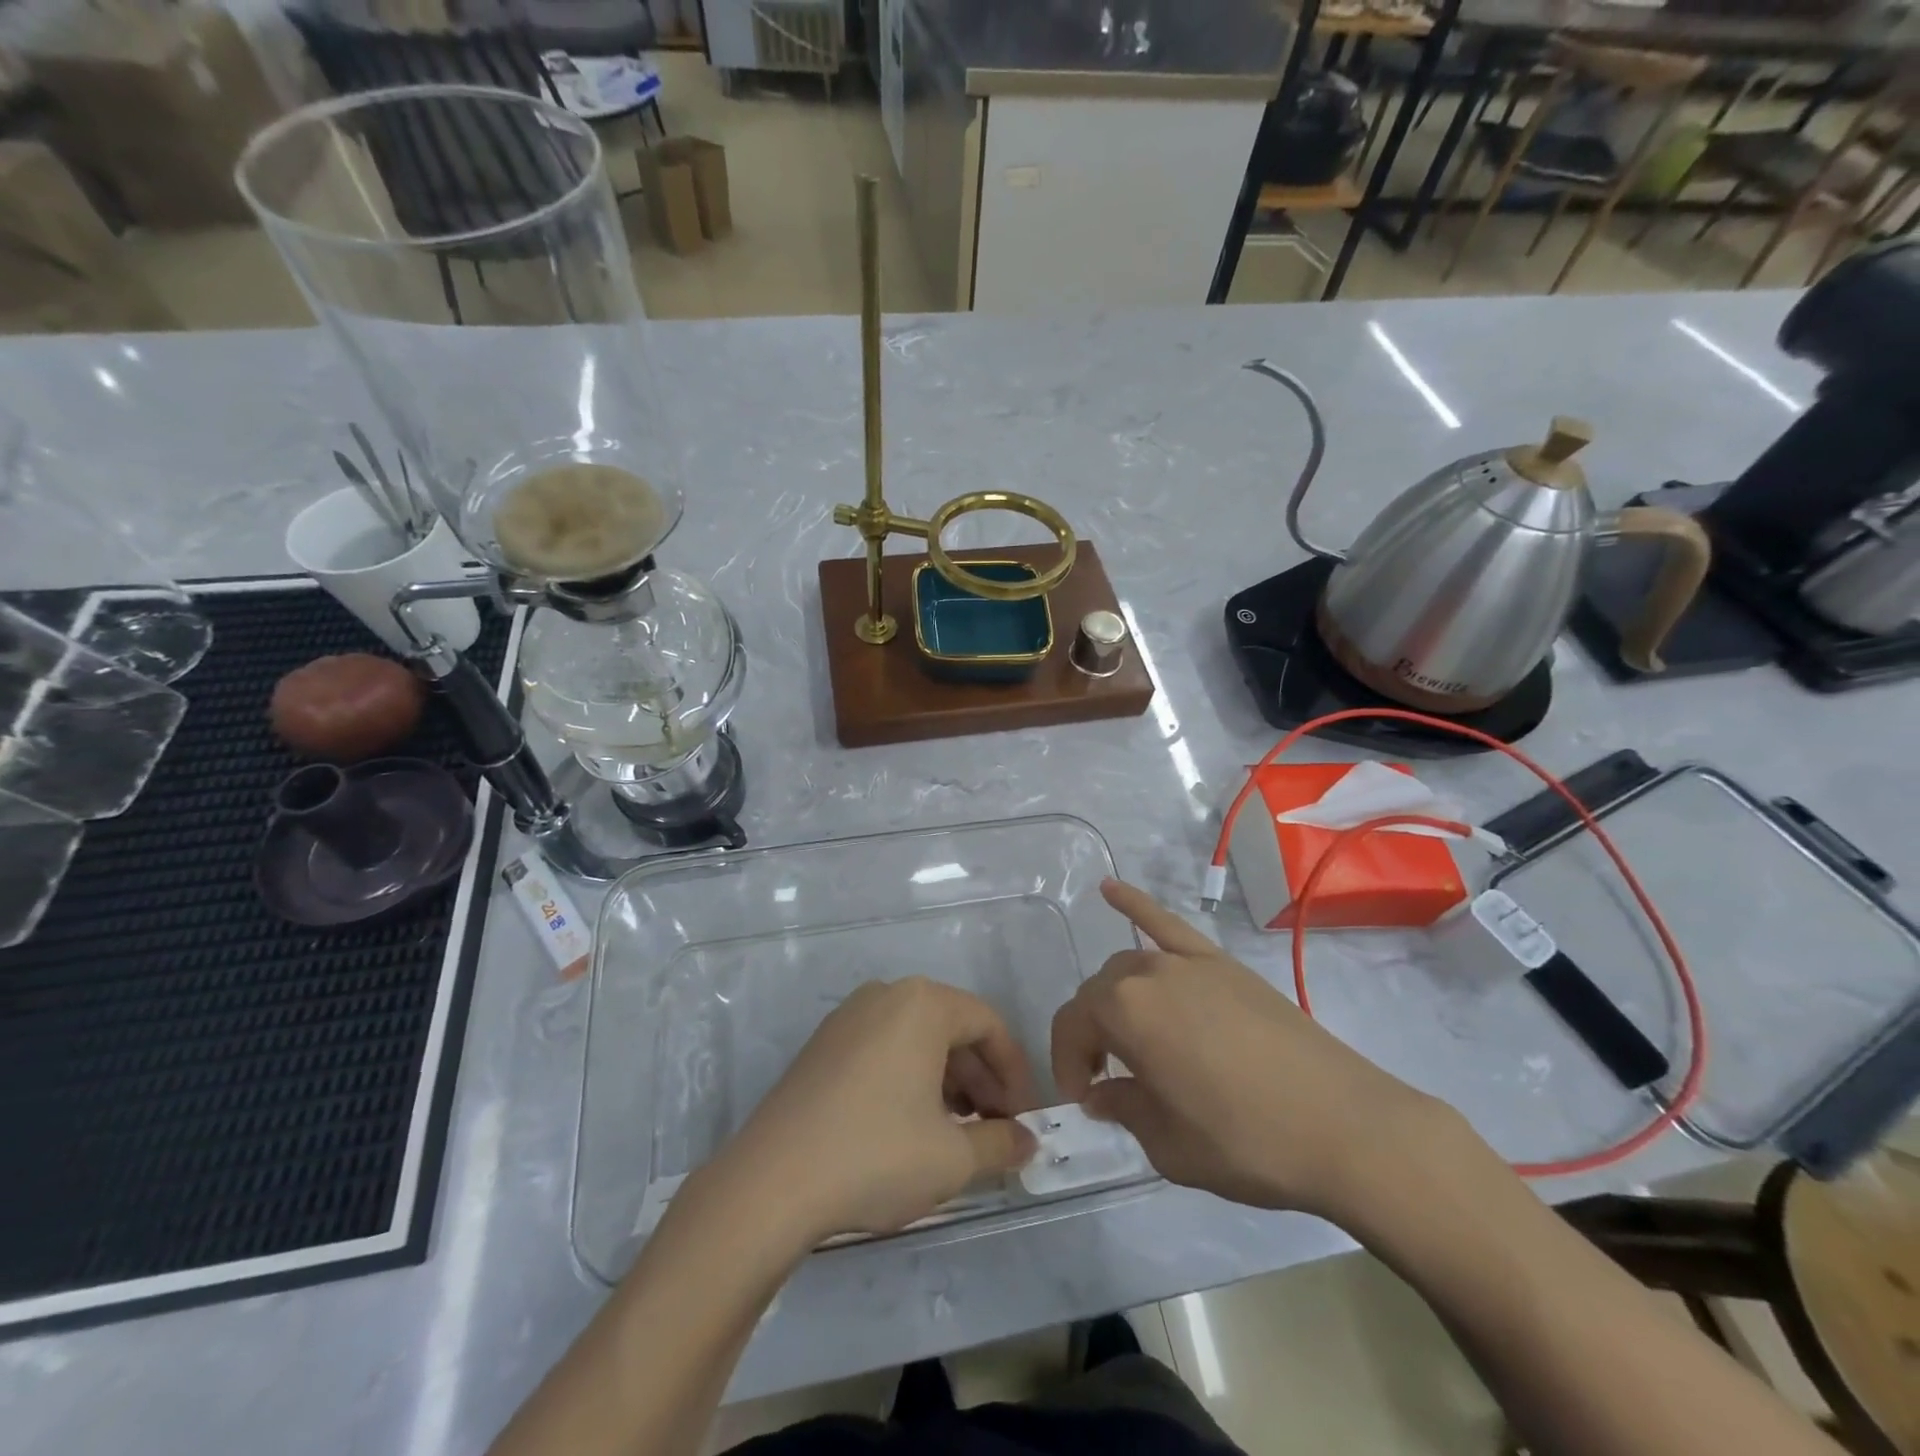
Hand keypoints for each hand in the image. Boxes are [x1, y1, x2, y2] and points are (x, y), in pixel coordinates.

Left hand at [712, 978, 1042, 1244]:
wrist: (770, 1182)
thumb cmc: (876, 1155)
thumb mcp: (953, 1157)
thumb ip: (1002, 1143)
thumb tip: (1028, 1141)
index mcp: (923, 1003)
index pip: (989, 1025)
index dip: (1015, 1073)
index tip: (1024, 1120)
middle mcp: (886, 995)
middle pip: (953, 1029)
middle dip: (982, 1080)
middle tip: (996, 1131)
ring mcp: (848, 1017)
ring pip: (917, 1040)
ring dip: (948, 1082)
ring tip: (958, 1134)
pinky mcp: (823, 1045)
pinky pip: (884, 1049)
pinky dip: (910, 1079)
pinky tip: (912, 1127)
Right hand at [1051, 880, 1452, 1224]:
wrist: (1344, 1127)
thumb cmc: (1247, 1142)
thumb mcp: (1169, 1146)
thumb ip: (1123, 1109)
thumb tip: (1102, 1094)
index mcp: (1124, 1012)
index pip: (1071, 1027)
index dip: (1067, 1066)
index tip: (1084, 1102)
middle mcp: (1147, 972)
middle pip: (1098, 994)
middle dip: (1091, 1035)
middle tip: (1107, 1080)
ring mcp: (1188, 961)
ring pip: (1129, 965)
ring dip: (1115, 997)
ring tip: (1127, 1035)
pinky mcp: (1222, 962)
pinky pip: (1167, 923)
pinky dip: (1135, 904)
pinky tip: (1110, 888)